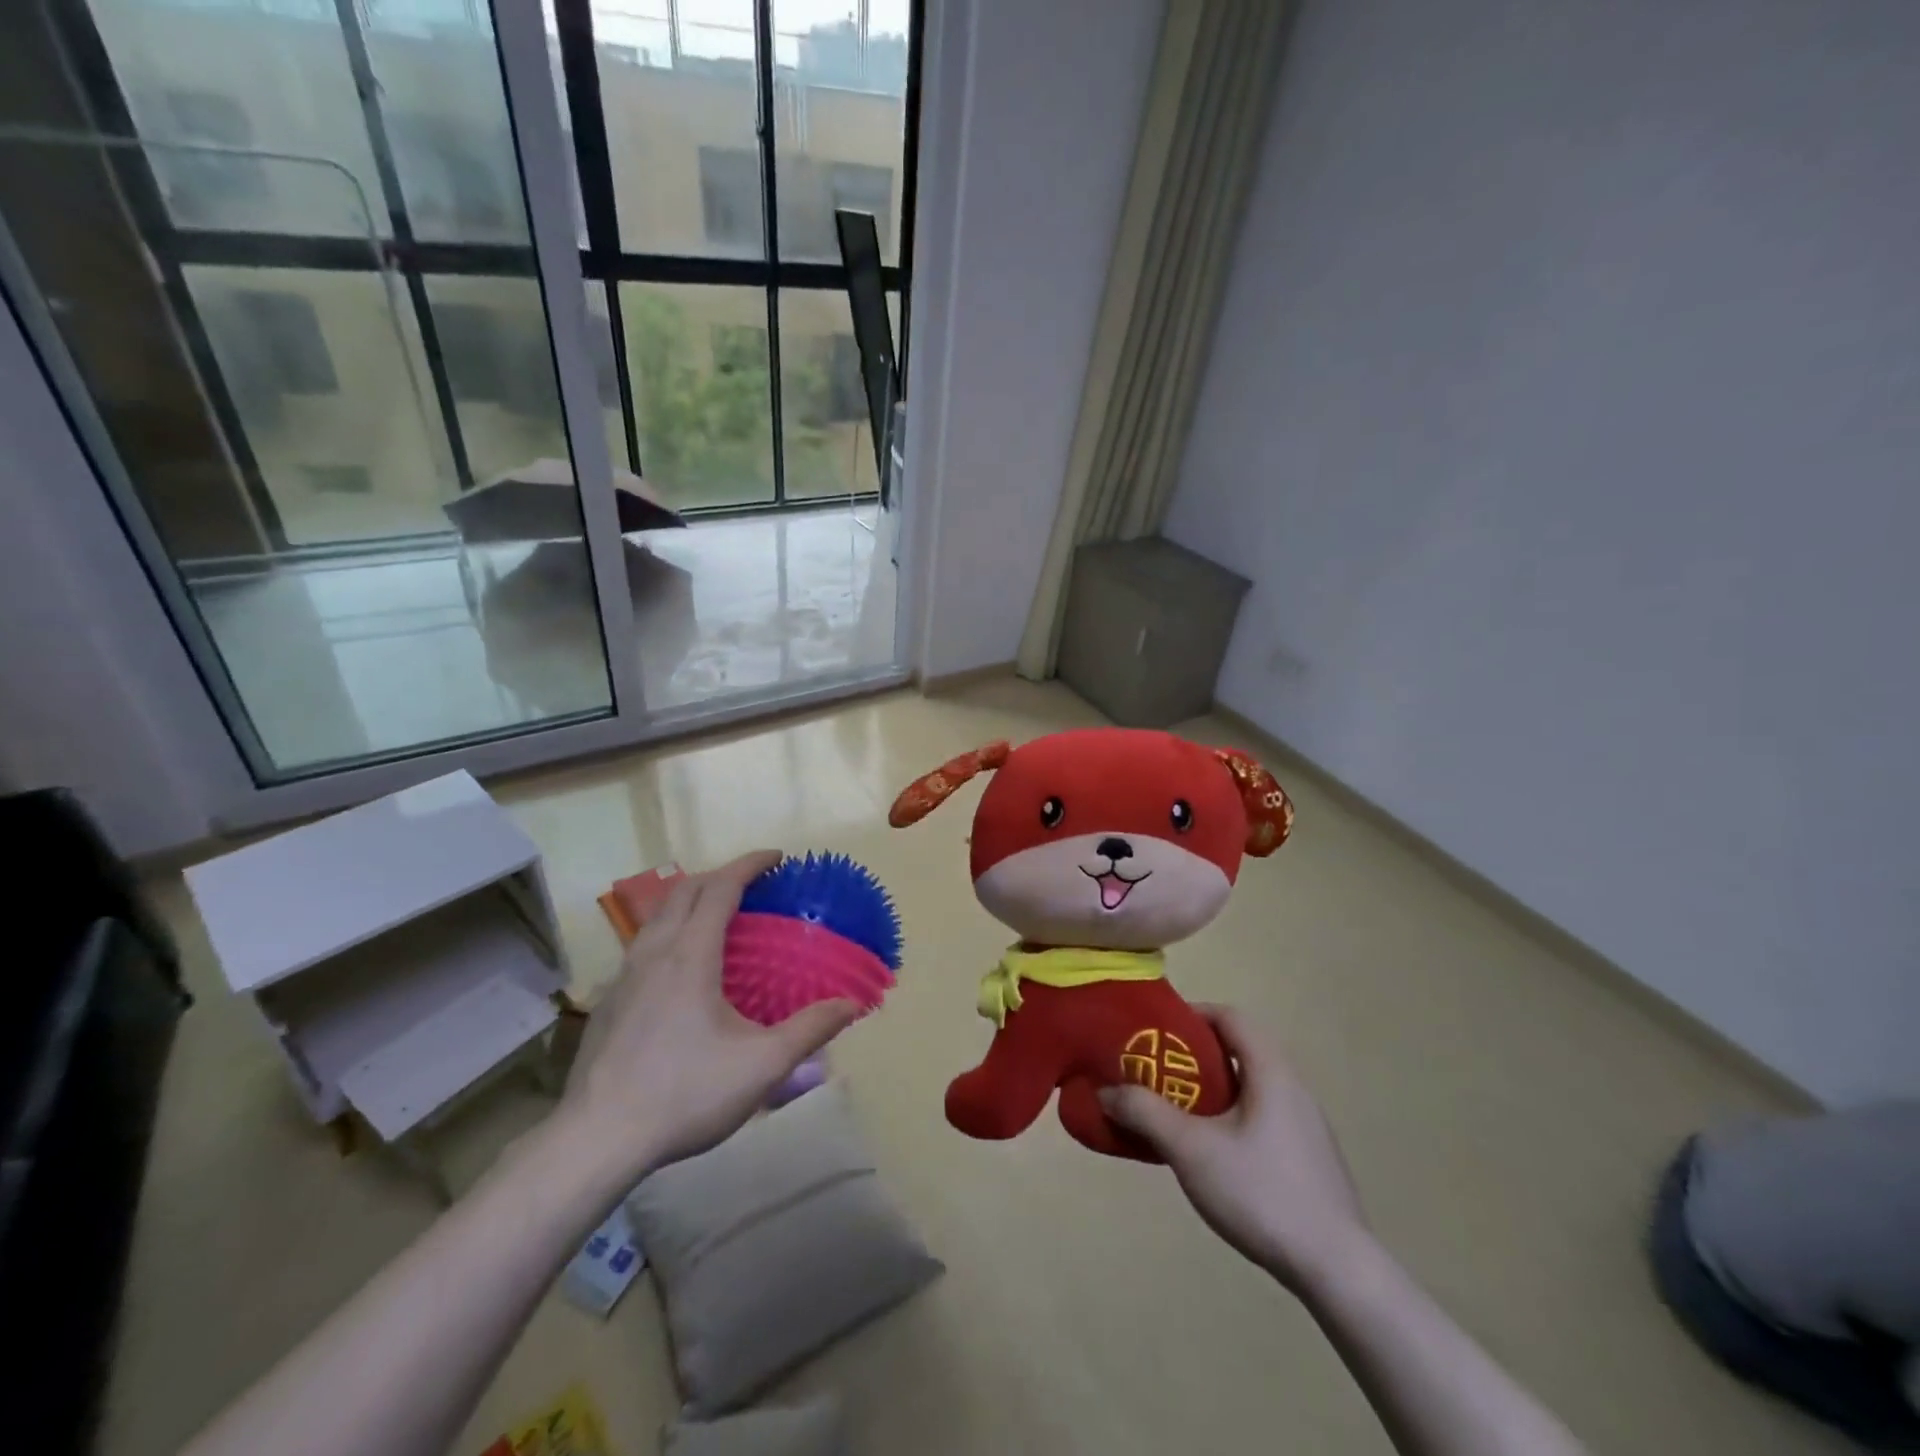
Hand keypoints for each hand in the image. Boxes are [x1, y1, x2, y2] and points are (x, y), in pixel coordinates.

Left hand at [560, 850, 856, 1178]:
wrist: (597, 1139)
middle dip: (721, 875)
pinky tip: (681, 969)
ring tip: (719, 918)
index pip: (720, 887)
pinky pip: (643, 943)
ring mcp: (624, 975)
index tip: (778, 858)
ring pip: (658, 915)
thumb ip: (810, 1030)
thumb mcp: (762, 1066)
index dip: (750, 864)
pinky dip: (670, 931)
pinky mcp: (608, 1000)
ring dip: (691, 900)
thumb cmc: (685, 1093)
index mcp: (690, 954)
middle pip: (685, 890)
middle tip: (753, 885)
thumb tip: (851, 1005)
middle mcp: (654, 952)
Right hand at [1099, 1005, 1368, 1295]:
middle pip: (1240, 1051)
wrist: (1338, 1272)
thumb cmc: (1261, 1192)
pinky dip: (1231, 1118)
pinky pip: (1263, 1118)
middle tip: (1157, 1073)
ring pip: (1251, 1088)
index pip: (1231, 1017)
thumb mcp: (1191, 1149)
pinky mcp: (1309, 1160)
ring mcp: (1306, 1127)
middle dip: (1194, 1056)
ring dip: (1212, 1091)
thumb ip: (1145, 1113)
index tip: (1158, 1031)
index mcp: (1272, 1072)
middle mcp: (1293, 1089)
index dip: (1193, 1014)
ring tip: (1176, 1114)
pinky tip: (1212, 1155)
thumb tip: (1106, 1091)